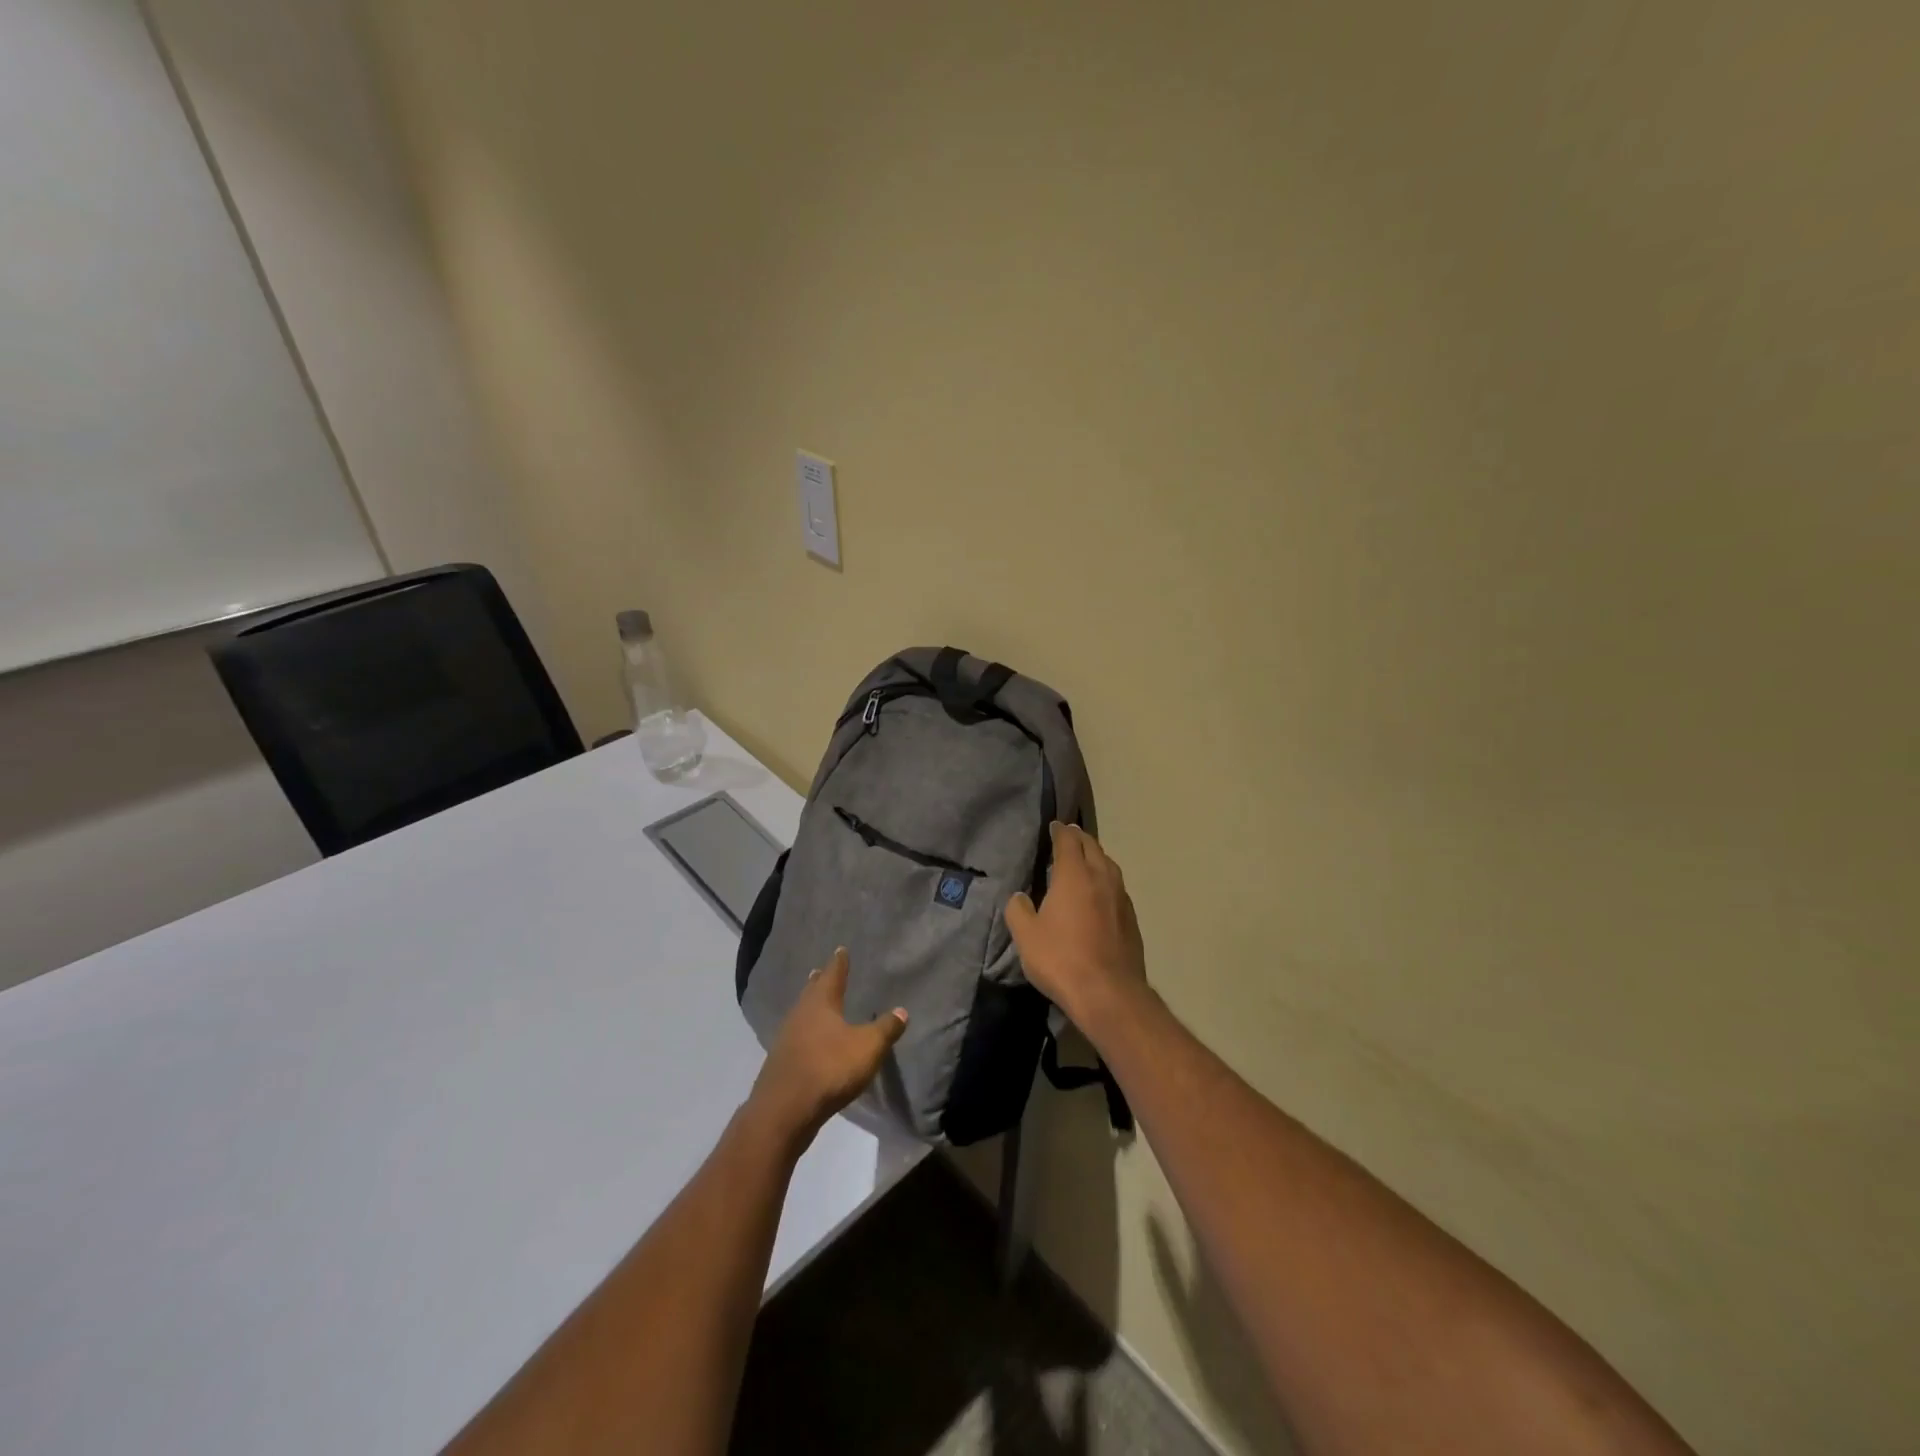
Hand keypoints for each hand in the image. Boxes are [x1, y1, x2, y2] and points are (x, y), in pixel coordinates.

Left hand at [747, 948, 906, 1145]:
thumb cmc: (829, 1068)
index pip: (833, 975)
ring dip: (810, 1007)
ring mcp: (787, 1038)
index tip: (840, 949)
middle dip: (819, 982)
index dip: (839, 963)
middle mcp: (801, 1013)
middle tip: (821, 972)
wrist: (785, 1109)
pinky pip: (797, 1037)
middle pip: (812, 992)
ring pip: (801, 1014)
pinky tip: (810, 1040)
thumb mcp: (867, 1048)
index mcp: (821, 1003)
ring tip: (817, 1003)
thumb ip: (885, 1029)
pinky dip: (805, 1032)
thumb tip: (902, 1010)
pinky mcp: (781, 1062)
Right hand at [1006, 823, 1147, 1033]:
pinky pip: (1117, 888)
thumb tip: (1020, 897)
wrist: (1109, 993)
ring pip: (1109, 866)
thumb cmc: (1061, 959)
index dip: (1060, 831)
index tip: (1054, 826)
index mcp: (1074, 875)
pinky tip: (1100, 893)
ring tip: (1085, 860)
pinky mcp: (1132, 919)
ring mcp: (1121, 898)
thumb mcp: (1026, 936)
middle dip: (1080, 838)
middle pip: (1092, 847)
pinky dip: (1106, 880)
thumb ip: (1019, 910)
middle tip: (1069, 836)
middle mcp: (1101, 878)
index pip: (1068, 841)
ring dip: (1096, 857)